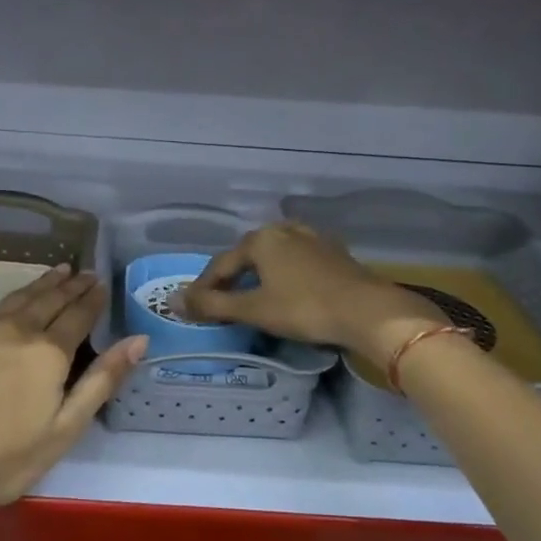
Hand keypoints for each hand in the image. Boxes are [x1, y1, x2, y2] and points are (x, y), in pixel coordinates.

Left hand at [0, 233, 146, 517]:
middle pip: (51, 301)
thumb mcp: (67, 429)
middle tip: (85, 274)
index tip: (102, 285)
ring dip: (42, 281)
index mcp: (49, 354)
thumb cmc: (7, 460)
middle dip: (72, 286)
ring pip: (19, 295)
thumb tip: (139, 340)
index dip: (93, 300)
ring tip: (58, 269)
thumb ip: (103, 380)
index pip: (79, 318)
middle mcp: (18, 329)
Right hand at [179, 222, 443, 362]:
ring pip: (273, 257)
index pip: (220, 265)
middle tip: (220, 304)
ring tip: (251, 298)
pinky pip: (295, 261)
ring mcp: (311, 238)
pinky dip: (283, 276)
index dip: (203, 288)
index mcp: (260, 239)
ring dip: (258, 277)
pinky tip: (286, 291)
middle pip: (246, 256)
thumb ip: (212, 305)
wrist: (368, 311)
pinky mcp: (333, 252)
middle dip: (231, 280)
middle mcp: (283, 229)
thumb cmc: (304, 308)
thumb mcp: (253, 309)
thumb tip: (173, 301)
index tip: (193, 309)